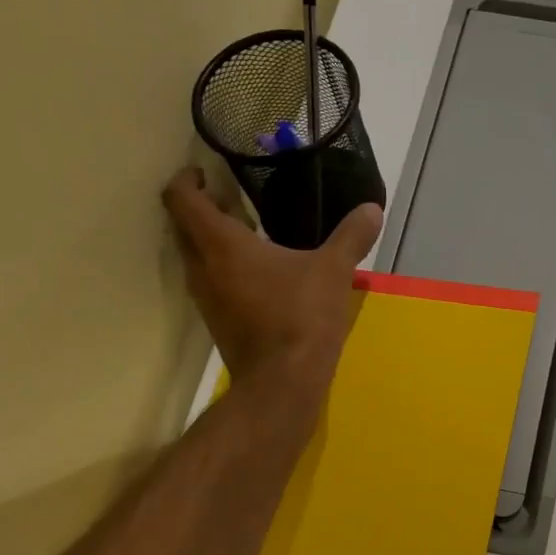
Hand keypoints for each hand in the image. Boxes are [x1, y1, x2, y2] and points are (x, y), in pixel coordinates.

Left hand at [162, 168, 381, 395]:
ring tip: (250, 238)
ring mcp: (206, 300)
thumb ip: (351, 236)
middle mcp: (202, 268)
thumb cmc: (301, 316)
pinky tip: (260, 278)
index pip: (182, 199)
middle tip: (234, 203)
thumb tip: (373, 209)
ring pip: (195, 259)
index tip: (205, 173)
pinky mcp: (217, 324)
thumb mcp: (333, 271)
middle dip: (202, 210)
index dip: (187, 179)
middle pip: (183, 227)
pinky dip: (224, 272)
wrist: (284, 381)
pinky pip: (211, 285)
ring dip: (212, 243)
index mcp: (221, 244)